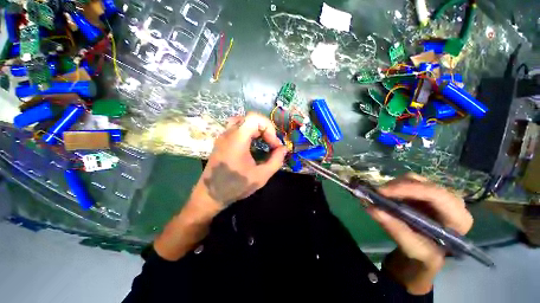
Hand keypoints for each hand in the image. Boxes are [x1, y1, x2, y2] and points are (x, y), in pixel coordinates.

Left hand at [190, 112, 287, 210]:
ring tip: (264, 142)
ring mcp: (223, 136)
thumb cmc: (236, 186)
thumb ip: (276, 161)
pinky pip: (237, 129)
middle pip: (250, 119)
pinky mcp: (222, 141)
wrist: (210, 195)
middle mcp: (228, 133)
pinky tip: (253, 145)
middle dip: (265, 130)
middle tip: (271, 145)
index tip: (274, 144)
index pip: (254, 118)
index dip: (269, 128)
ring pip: (243, 122)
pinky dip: (249, 132)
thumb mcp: (261, 176)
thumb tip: (283, 149)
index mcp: (237, 139)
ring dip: (257, 130)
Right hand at [367, 174, 472, 294]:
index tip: (381, 192)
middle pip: (422, 183)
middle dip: (396, 187)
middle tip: (377, 195)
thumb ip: (395, 229)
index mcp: (458, 218)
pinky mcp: (427, 191)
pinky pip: (408, 182)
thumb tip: (372, 208)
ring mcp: (439, 193)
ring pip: (413, 179)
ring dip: (394, 186)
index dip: (407, 189)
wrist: (428, 250)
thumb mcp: (412, 248)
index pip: (435, 195)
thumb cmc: (425, 252)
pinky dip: (395, 187)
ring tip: (381, 197)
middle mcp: (452, 201)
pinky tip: (388, 196)